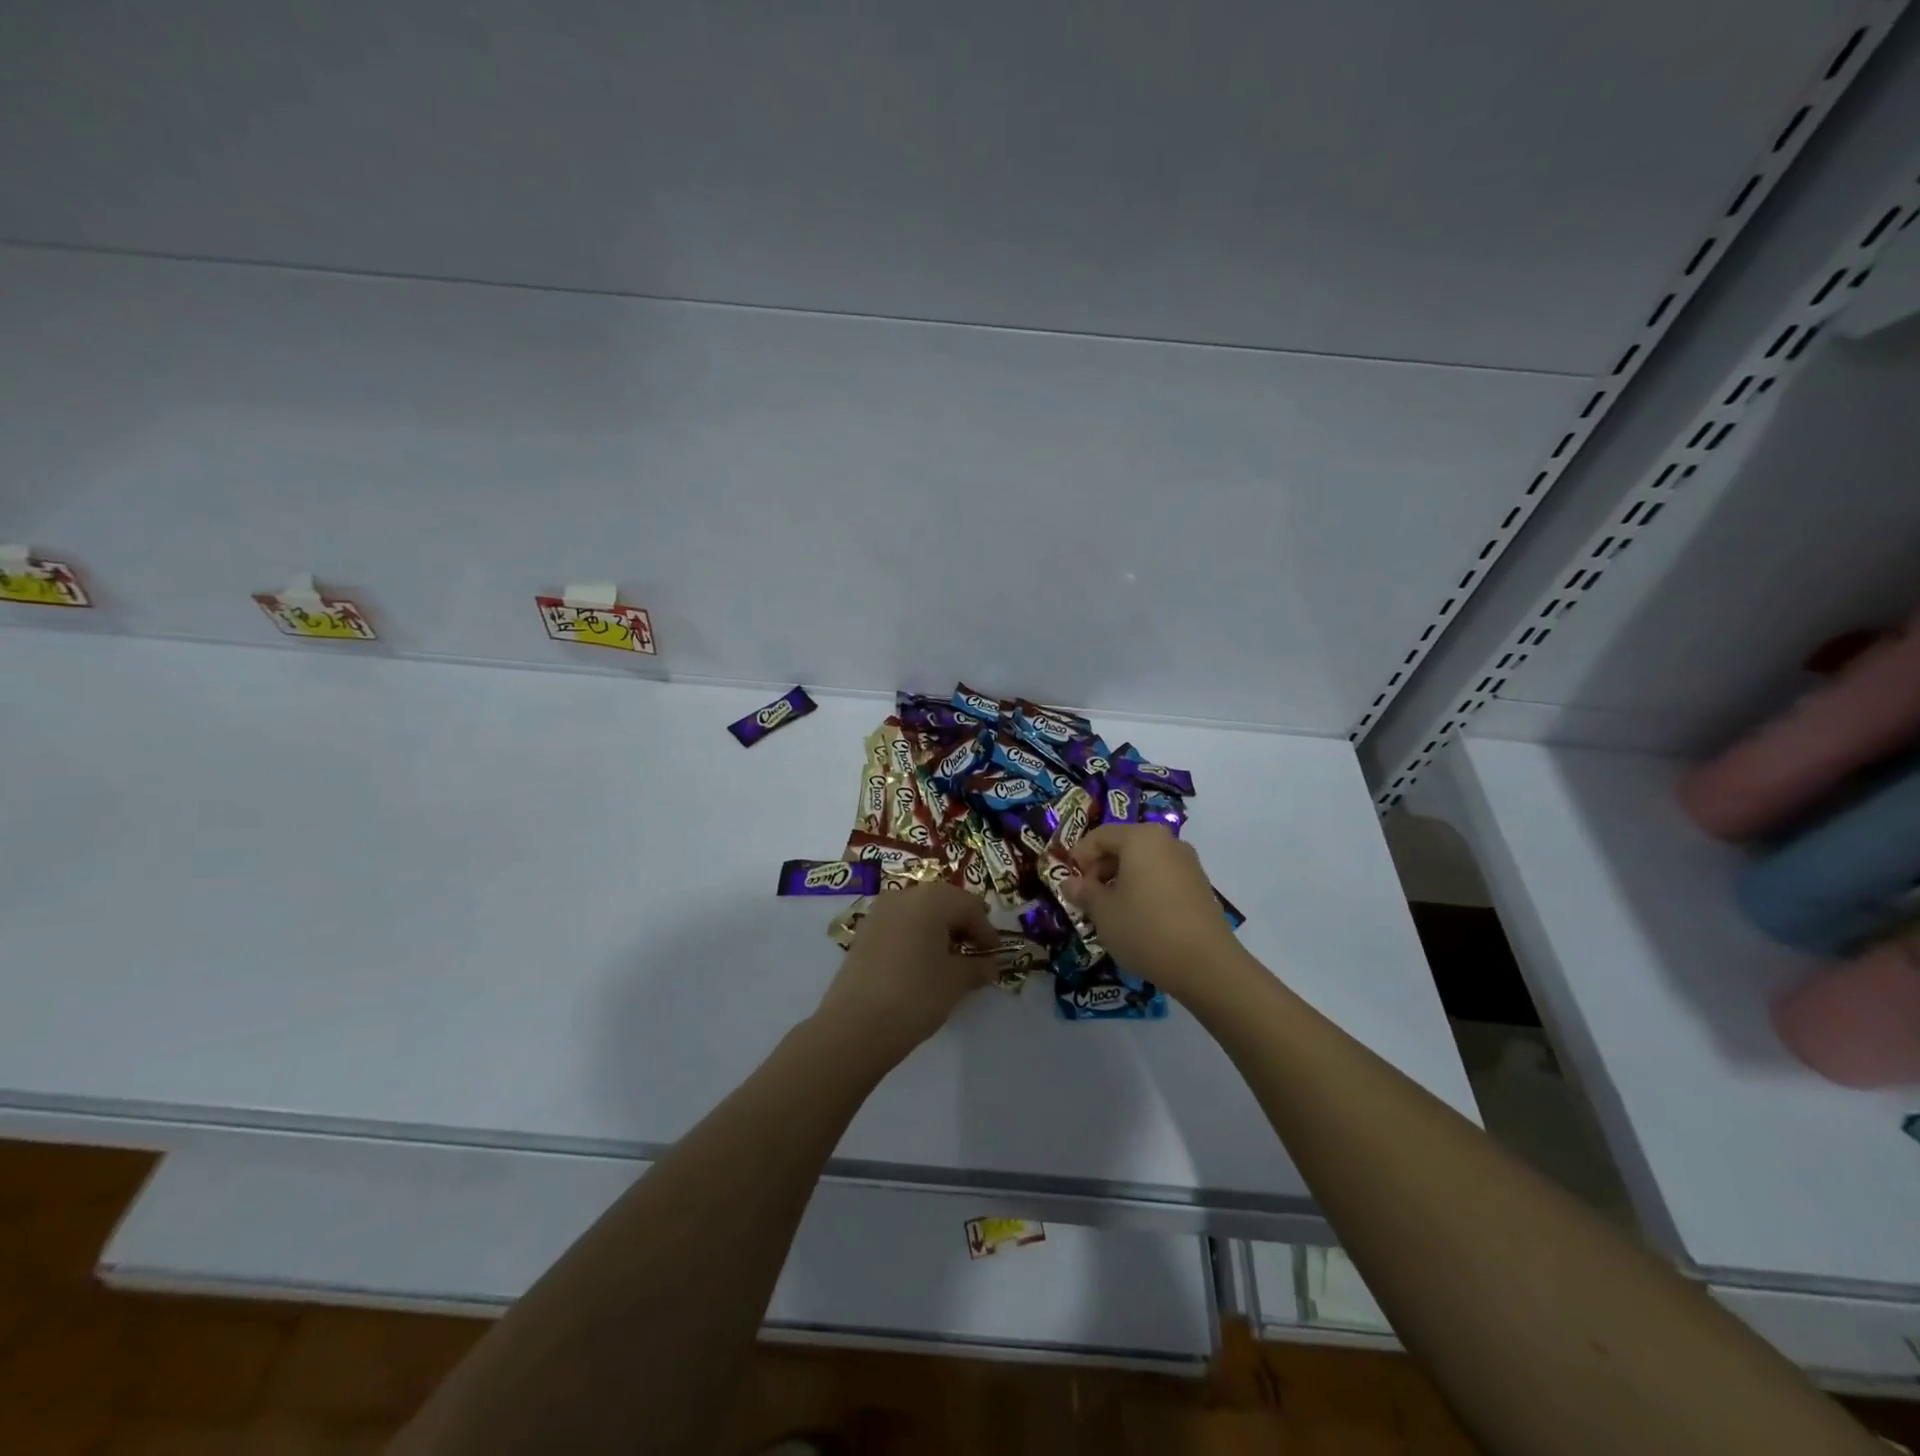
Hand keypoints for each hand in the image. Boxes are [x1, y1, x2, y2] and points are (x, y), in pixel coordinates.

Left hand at [814, 882, 998, 1062]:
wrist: (856, 1025)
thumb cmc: (916, 995)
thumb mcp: (956, 982)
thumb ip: (978, 967)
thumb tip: (990, 965)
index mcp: (931, 899)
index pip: (969, 906)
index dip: (986, 930)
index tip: (994, 954)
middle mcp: (903, 895)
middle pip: (943, 902)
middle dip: (962, 925)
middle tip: (974, 952)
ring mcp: (879, 912)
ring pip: (919, 912)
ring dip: (938, 929)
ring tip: (948, 959)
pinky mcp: (863, 932)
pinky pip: (899, 924)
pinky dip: (915, 936)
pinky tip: (921, 963)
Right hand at [1061, 824, 1244, 997]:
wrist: (1206, 965)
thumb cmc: (1145, 929)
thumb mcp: (1103, 912)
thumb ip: (1083, 892)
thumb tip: (1069, 883)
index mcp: (1141, 838)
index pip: (1099, 836)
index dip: (1079, 857)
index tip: (1070, 884)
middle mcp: (1167, 842)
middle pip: (1123, 845)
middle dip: (1100, 869)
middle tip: (1088, 898)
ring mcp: (1188, 863)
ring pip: (1143, 862)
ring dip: (1121, 880)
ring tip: (1111, 911)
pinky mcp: (1200, 886)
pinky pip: (1162, 877)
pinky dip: (1144, 889)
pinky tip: (1138, 918)